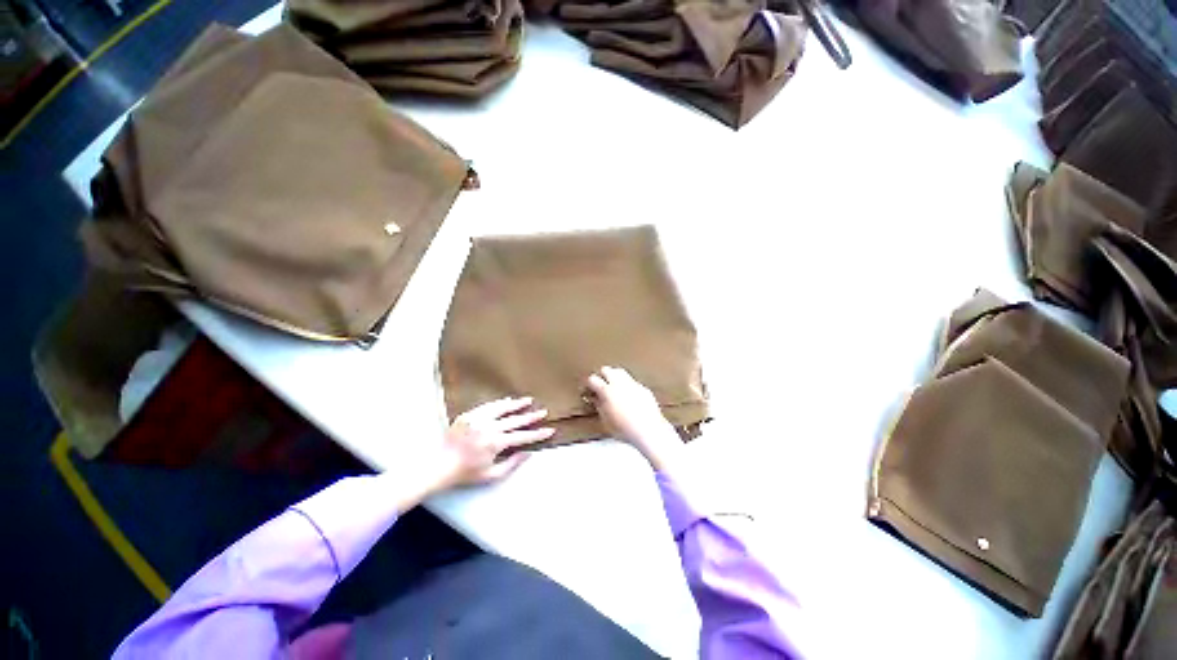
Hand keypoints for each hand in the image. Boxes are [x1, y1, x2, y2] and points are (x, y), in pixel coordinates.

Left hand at [433, 397, 554, 490]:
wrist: (439, 465)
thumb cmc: (466, 473)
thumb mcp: (491, 475)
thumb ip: (512, 463)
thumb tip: (528, 452)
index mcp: (495, 443)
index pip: (522, 436)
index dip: (538, 434)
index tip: (550, 430)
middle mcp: (489, 427)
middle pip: (515, 420)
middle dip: (531, 416)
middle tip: (543, 411)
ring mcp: (478, 419)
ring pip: (502, 408)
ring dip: (517, 404)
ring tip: (529, 400)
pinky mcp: (469, 415)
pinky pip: (488, 406)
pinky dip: (499, 403)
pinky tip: (508, 401)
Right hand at [586, 366, 681, 470]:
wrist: (648, 430)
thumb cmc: (624, 429)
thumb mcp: (606, 420)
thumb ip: (599, 406)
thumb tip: (596, 400)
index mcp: (607, 391)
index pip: (593, 379)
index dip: (589, 384)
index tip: (589, 389)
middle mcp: (619, 383)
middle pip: (606, 370)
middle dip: (602, 376)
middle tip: (601, 385)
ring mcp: (632, 384)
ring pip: (620, 372)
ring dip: (615, 376)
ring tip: (614, 387)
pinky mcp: (643, 388)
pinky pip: (633, 382)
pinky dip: (628, 385)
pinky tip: (629, 395)